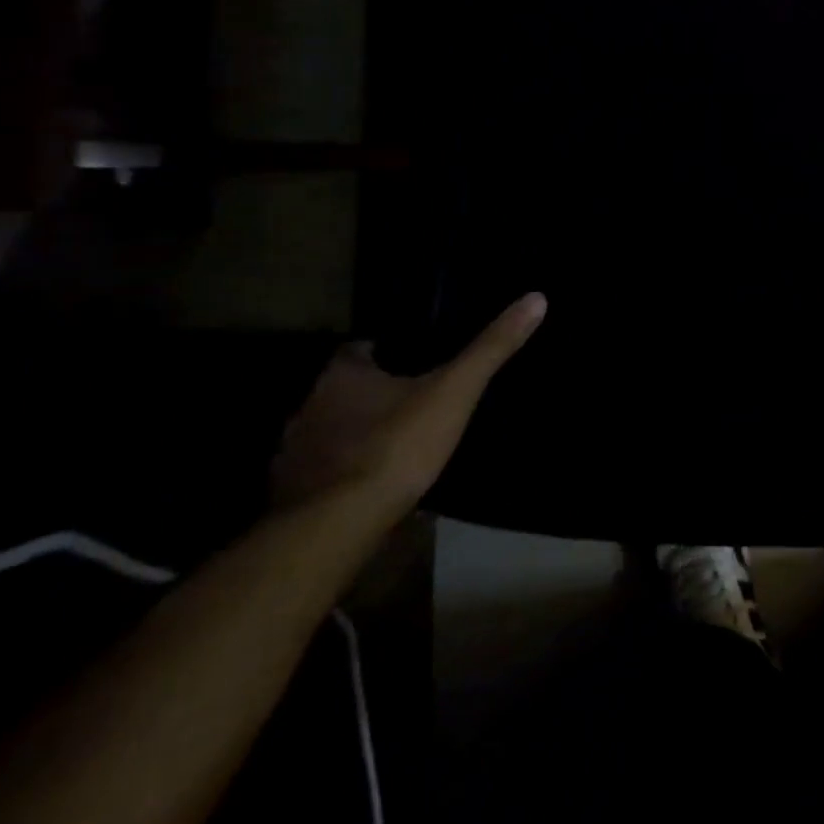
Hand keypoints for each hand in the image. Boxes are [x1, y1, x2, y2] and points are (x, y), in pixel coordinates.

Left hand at [271, 293, 546, 514]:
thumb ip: (491, 348)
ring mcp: (293, 452)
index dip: (386, 353)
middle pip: (342, 390)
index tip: (414, 360)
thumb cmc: (397, 446)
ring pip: (328, 430)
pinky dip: (339, 471)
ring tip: (391, 443)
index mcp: (343, 374)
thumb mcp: (455, 391)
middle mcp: (309, 405)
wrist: (337, 525)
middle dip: (370, 394)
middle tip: (410, 402)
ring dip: (352, 433)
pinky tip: (364, 483)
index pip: (360, 350)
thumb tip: (535, 298)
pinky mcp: (288, 492)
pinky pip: (318, 470)